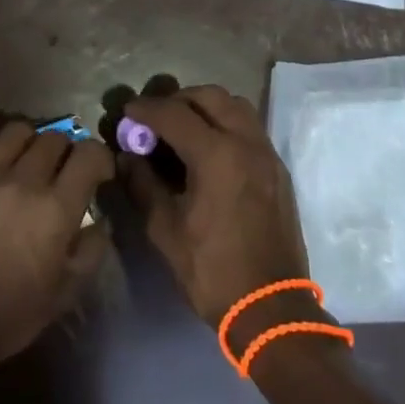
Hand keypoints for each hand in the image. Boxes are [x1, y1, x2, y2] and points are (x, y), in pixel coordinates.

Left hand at [0, 122, 112, 388]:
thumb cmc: (9, 316)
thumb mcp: (65, 293)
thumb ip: (92, 249)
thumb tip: (100, 219)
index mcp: (55, 209)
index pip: (89, 154)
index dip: (100, 159)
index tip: (98, 175)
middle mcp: (21, 182)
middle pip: (55, 138)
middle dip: (67, 152)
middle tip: (62, 173)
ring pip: (17, 131)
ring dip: (32, 143)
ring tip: (28, 164)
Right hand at [121, 86, 312, 330]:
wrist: (271, 307)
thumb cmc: (212, 270)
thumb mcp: (165, 230)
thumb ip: (143, 185)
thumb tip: (127, 157)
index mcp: (217, 156)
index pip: (174, 114)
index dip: (146, 109)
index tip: (126, 112)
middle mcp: (246, 143)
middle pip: (210, 96)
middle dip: (178, 100)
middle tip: (154, 119)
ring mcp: (267, 154)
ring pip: (235, 106)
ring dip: (205, 107)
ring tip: (182, 128)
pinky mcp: (278, 169)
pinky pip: (249, 127)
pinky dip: (225, 123)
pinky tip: (207, 149)